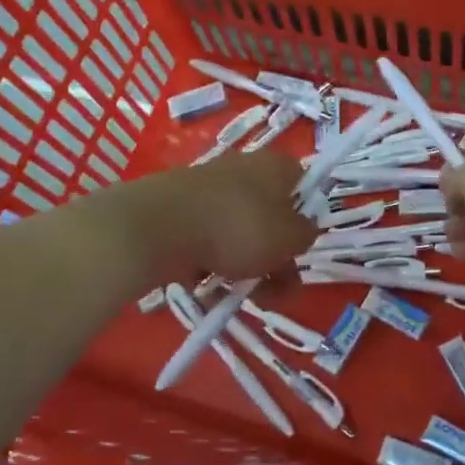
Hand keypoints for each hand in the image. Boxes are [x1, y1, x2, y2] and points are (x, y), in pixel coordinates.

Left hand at [112, 150, 318, 284]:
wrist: (157, 227)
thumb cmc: (237, 227)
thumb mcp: (288, 238)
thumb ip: (306, 235)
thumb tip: (304, 230)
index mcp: (275, 166)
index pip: (303, 183)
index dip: (307, 216)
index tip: (303, 247)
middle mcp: (243, 169)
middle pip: (270, 213)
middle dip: (278, 255)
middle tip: (281, 291)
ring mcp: (207, 189)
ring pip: (239, 230)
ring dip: (248, 264)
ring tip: (246, 298)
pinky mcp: (179, 209)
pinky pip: (208, 238)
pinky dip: (214, 262)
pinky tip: (212, 289)